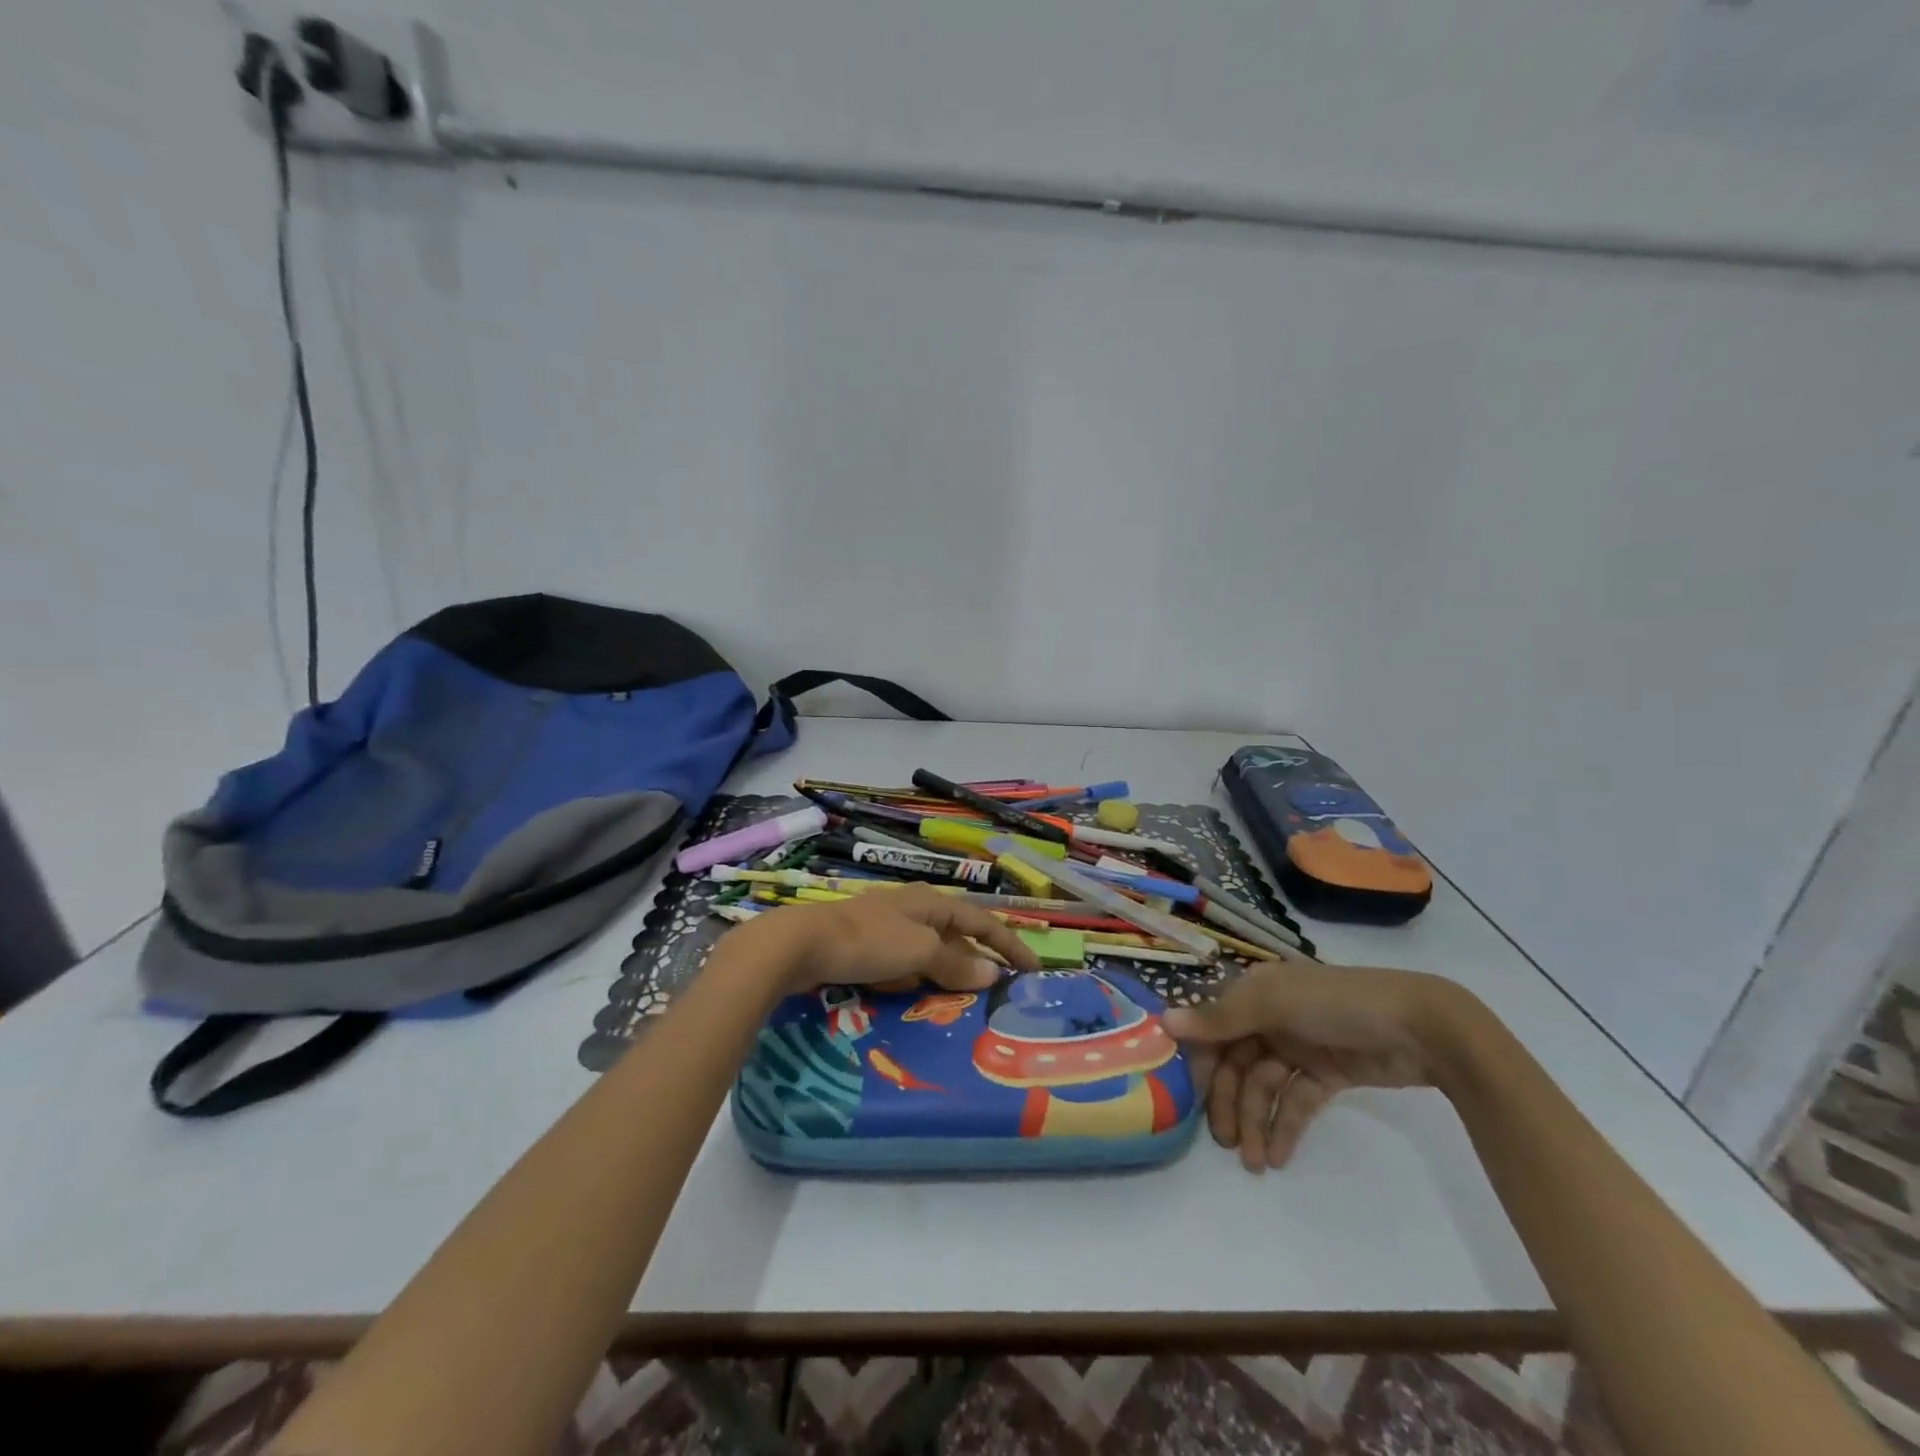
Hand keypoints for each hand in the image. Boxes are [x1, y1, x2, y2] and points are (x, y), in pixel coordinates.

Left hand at [726, 884, 1040, 995]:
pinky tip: (919, 997)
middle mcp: (913, 909)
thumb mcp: (919, 951)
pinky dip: (920, 979)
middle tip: (1000, 989)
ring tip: (966, 1000)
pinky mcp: (867, 946)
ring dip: (949, 972)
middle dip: (979, 959)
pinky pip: (906, 963)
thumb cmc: (869, 941)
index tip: (1033, 970)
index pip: (982, 921)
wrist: (803, 944)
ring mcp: (888, 927)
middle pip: (956, 934)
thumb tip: (993, 974)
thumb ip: (956, 963)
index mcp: (931, 902)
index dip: (1009, 944)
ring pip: (930, 951)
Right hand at [1163, 960, 1455, 1172]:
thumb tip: (1163, 1022)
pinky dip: (1285, 1127)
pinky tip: (1278, 1156)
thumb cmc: (1336, 1003)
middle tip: (1224, 1142)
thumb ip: (1219, 1019)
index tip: (1183, 1098)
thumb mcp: (1274, 1005)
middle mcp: (1271, 1017)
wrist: (1421, 1026)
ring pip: (1265, 1086)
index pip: (1214, 1028)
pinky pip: (1296, 1101)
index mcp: (1255, 993)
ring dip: (1256, 1122)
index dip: (1200, 1061)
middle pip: (1237, 1062)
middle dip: (1229, 1102)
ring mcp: (1301, 1046)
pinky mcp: (1328, 1074)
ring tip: (1253, 1163)